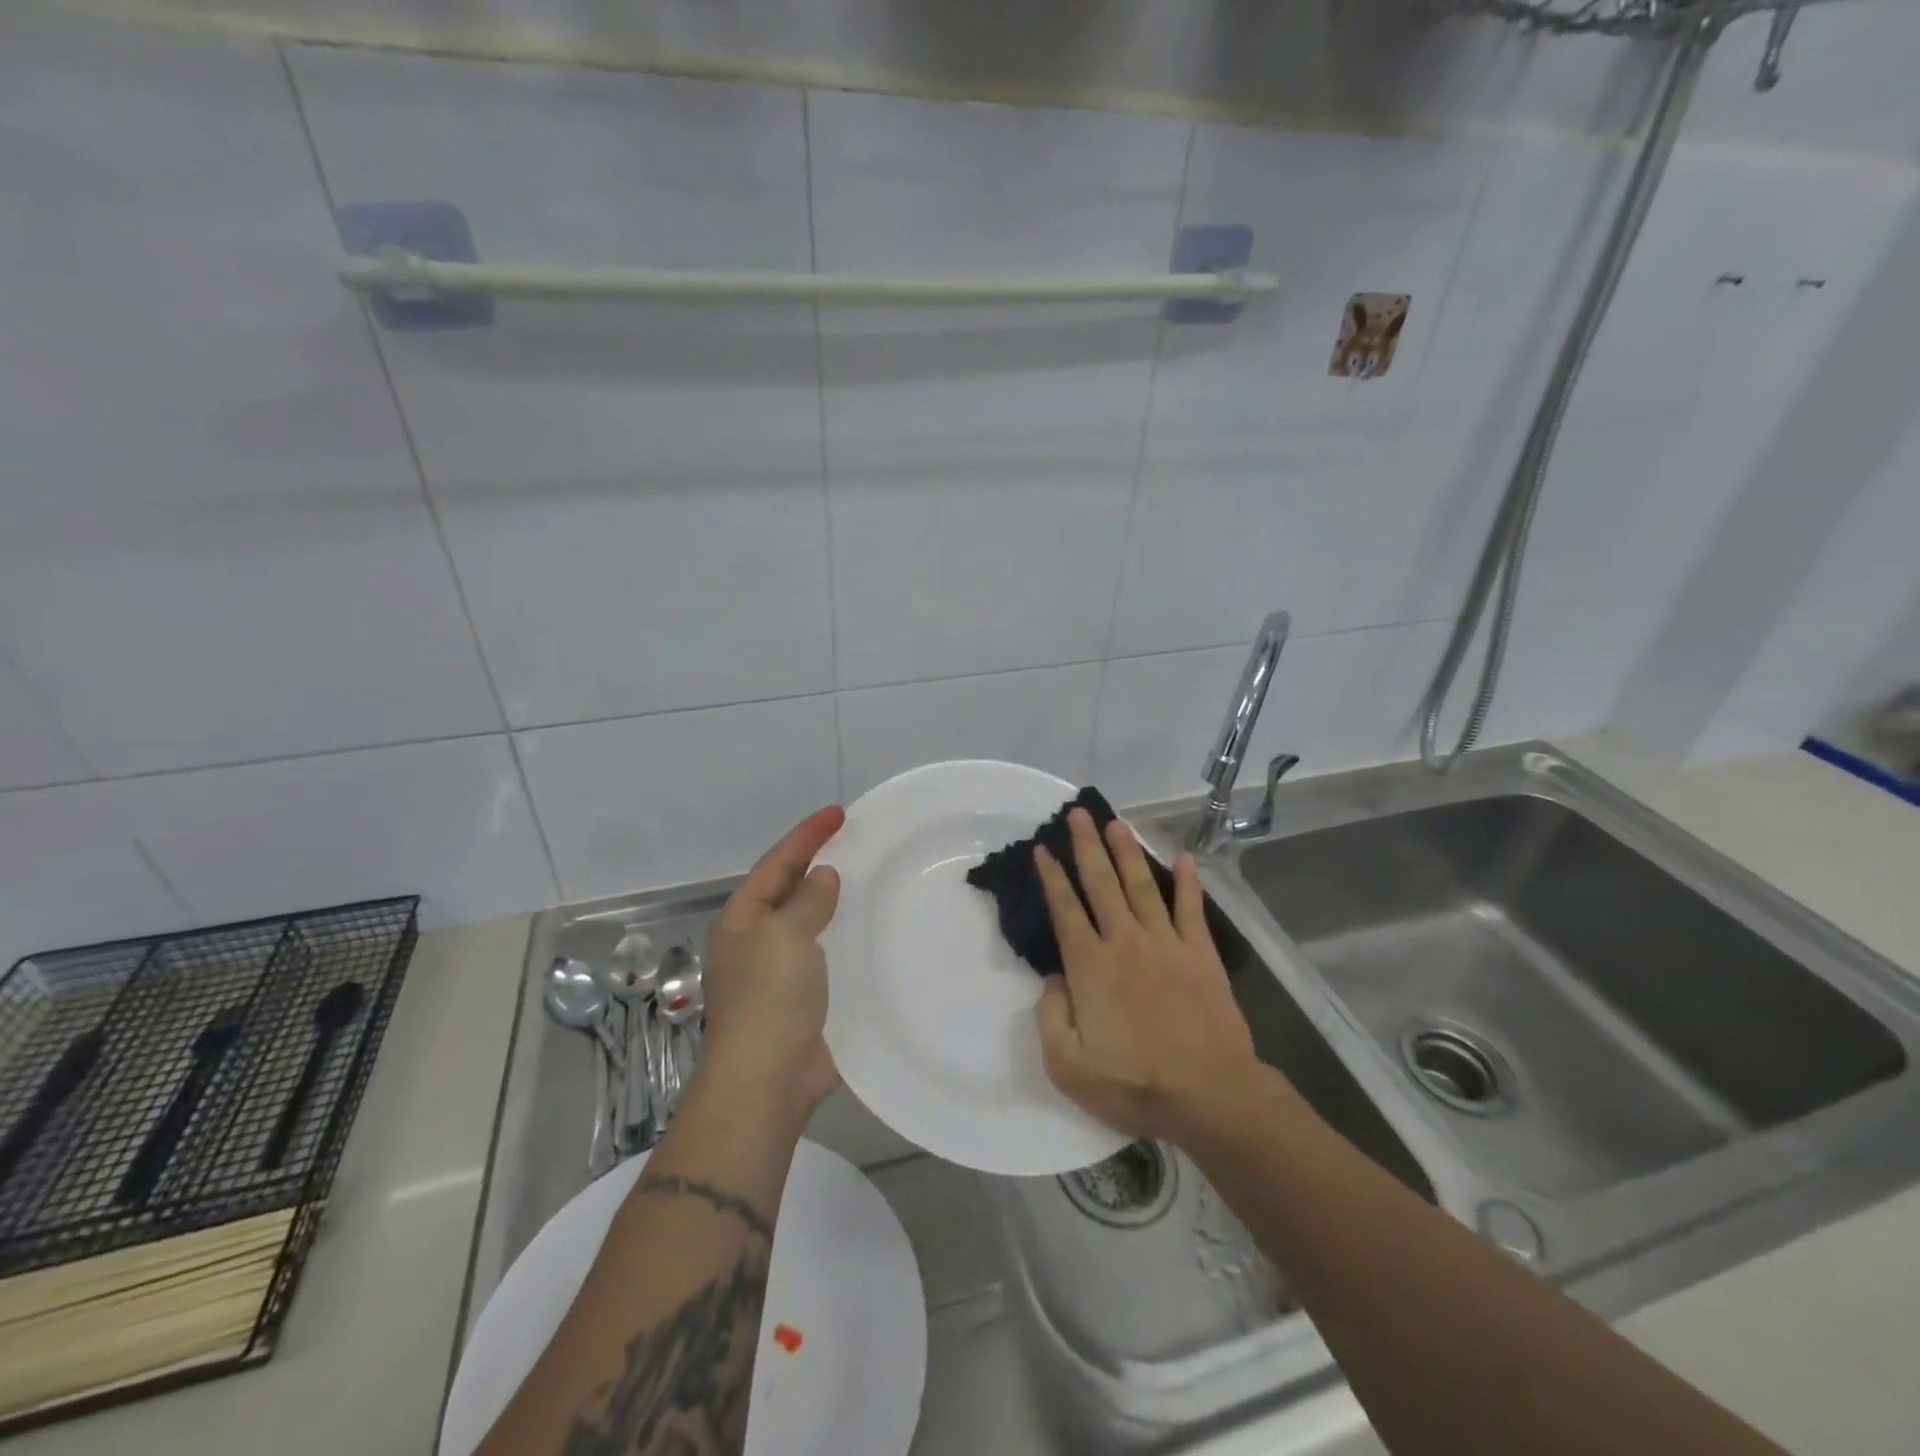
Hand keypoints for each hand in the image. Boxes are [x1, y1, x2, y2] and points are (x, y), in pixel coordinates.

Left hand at [698, 806, 844, 1112]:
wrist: (768, 1079)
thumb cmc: (770, 997)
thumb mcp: (785, 935)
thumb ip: (807, 900)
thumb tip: (822, 876)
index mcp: (742, 920)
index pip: (777, 864)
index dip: (806, 835)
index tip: (839, 812)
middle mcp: (757, 941)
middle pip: (790, 889)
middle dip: (818, 863)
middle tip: (855, 840)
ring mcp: (780, 972)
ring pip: (811, 922)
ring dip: (834, 900)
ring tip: (868, 878)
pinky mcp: (805, 998)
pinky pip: (828, 953)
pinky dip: (846, 936)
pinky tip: (871, 930)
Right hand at [1033, 809, 1260, 1143]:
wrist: (1209, 1094)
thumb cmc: (1134, 1084)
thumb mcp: (1067, 1066)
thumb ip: (1050, 1016)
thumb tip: (1054, 980)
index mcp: (1089, 966)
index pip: (1065, 910)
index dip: (1052, 876)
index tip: (1043, 848)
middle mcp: (1124, 942)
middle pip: (1101, 883)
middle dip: (1086, 846)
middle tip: (1078, 813)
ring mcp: (1166, 944)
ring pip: (1141, 886)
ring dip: (1127, 852)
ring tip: (1116, 823)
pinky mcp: (1200, 954)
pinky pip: (1191, 909)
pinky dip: (1188, 882)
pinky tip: (1183, 857)